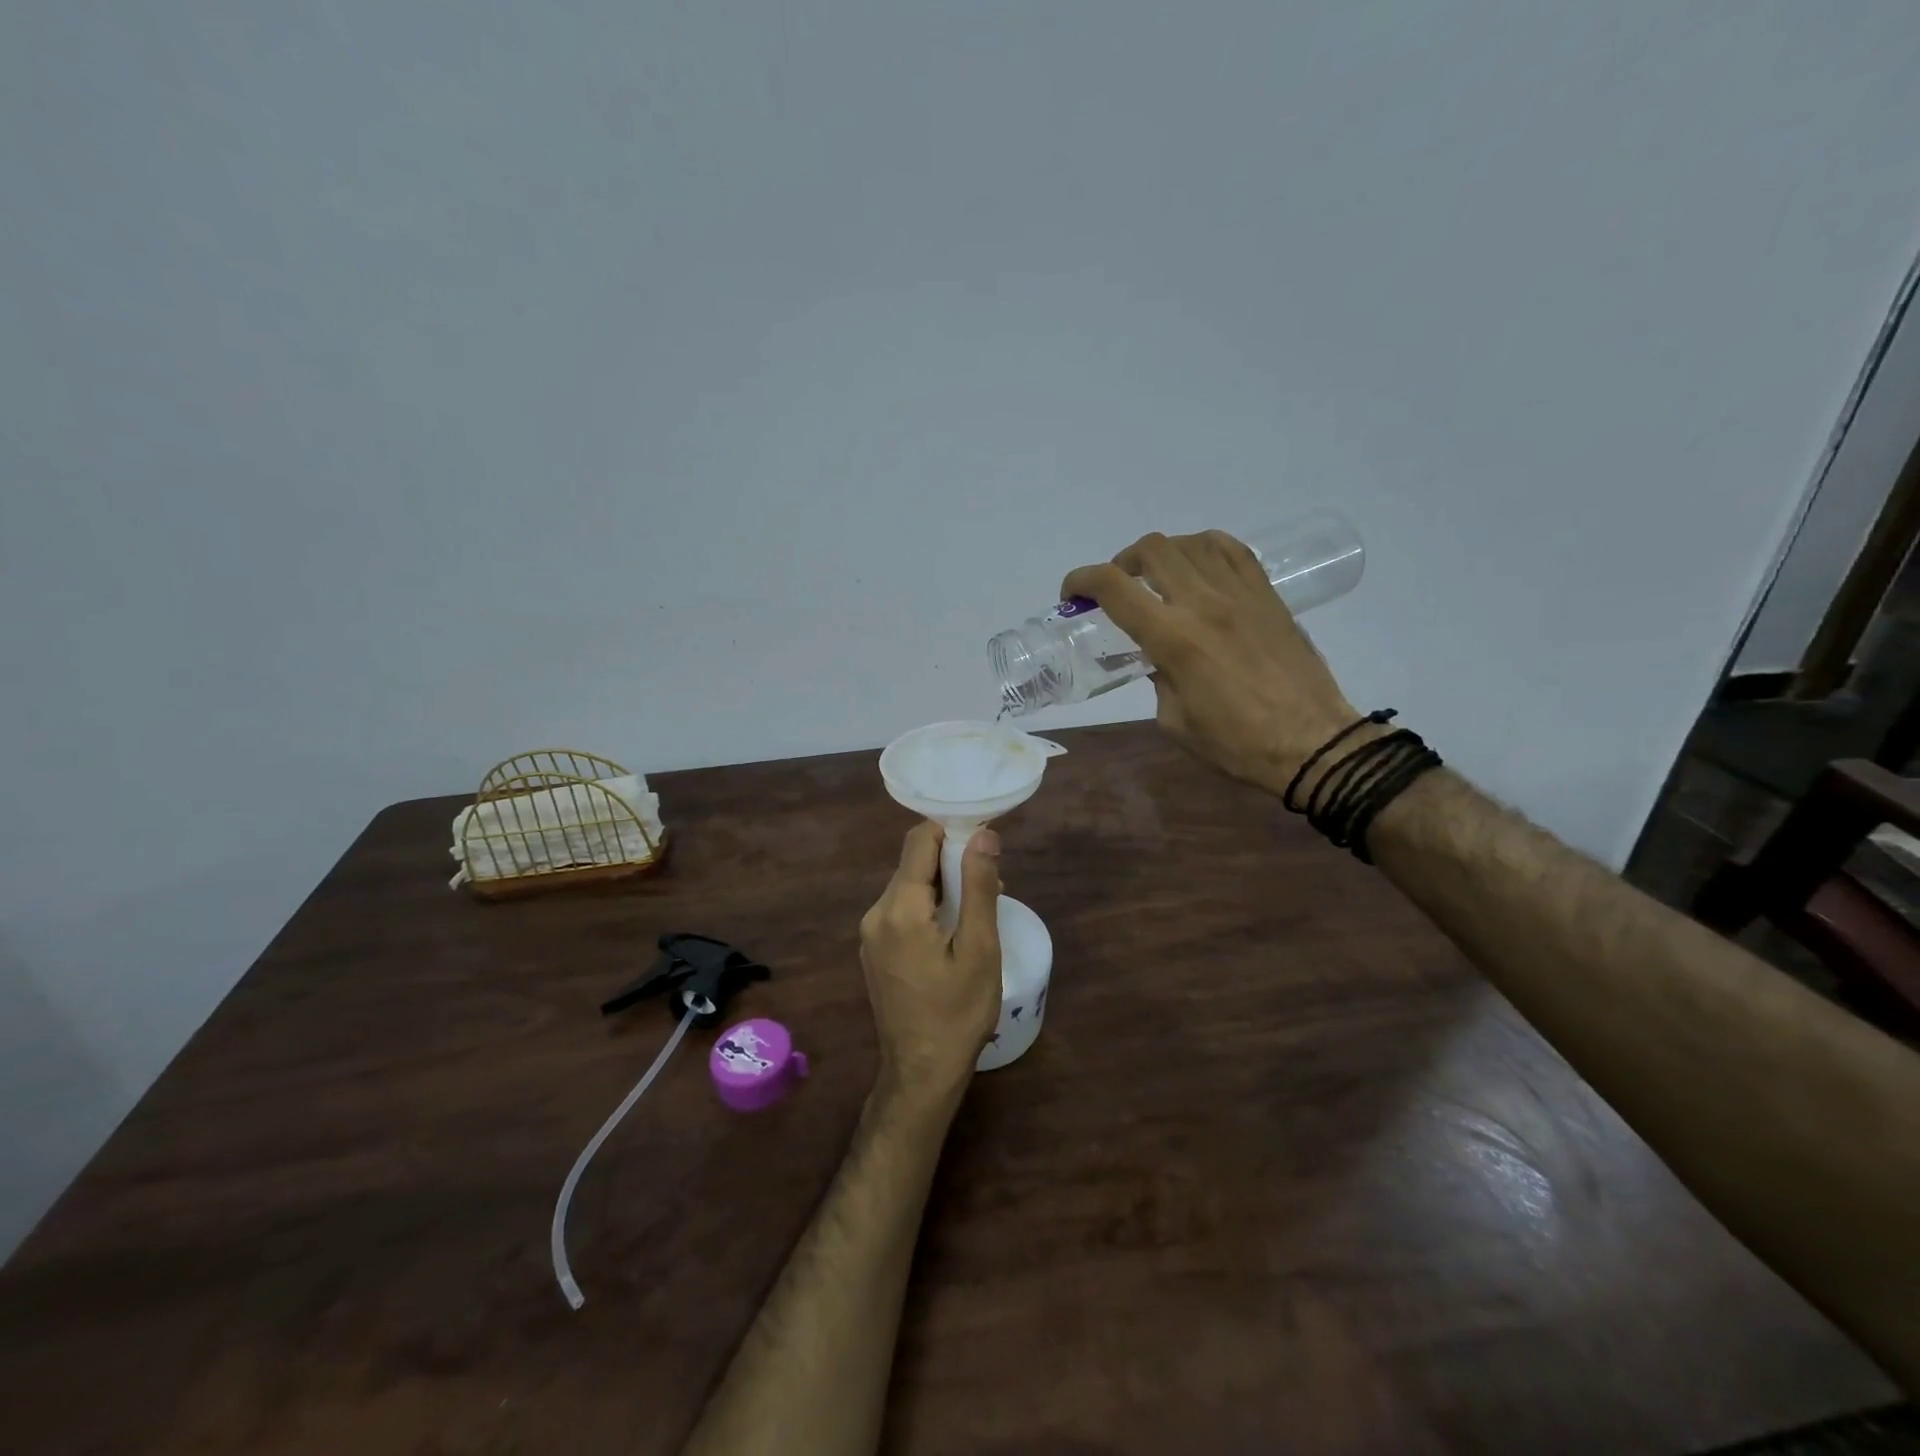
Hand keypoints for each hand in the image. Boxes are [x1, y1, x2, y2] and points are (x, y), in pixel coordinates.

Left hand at [859, 822, 1002, 1109]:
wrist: (921, 1073)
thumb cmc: (957, 1013)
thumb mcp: (979, 948)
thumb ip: (978, 886)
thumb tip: (983, 834)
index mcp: (899, 907)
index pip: (920, 840)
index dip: (953, 832)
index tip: (985, 844)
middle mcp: (876, 913)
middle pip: (914, 864)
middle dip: (953, 864)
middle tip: (991, 888)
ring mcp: (870, 934)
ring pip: (909, 887)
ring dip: (943, 888)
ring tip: (977, 916)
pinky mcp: (874, 951)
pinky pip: (902, 911)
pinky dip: (928, 909)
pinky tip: (953, 936)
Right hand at [1062, 530, 1361, 795]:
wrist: (1311, 741)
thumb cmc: (1236, 743)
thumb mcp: (1174, 721)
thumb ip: (1157, 680)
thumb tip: (1158, 659)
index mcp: (1173, 638)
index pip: (1114, 587)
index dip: (1082, 581)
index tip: (1072, 594)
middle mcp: (1204, 603)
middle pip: (1151, 550)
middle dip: (1121, 562)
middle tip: (1118, 587)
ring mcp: (1241, 593)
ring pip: (1191, 543)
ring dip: (1163, 554)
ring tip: (1159, 577)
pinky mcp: (1268, 596)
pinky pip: (1233, 551)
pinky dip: (1204, 549)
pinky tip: (1199, 568)